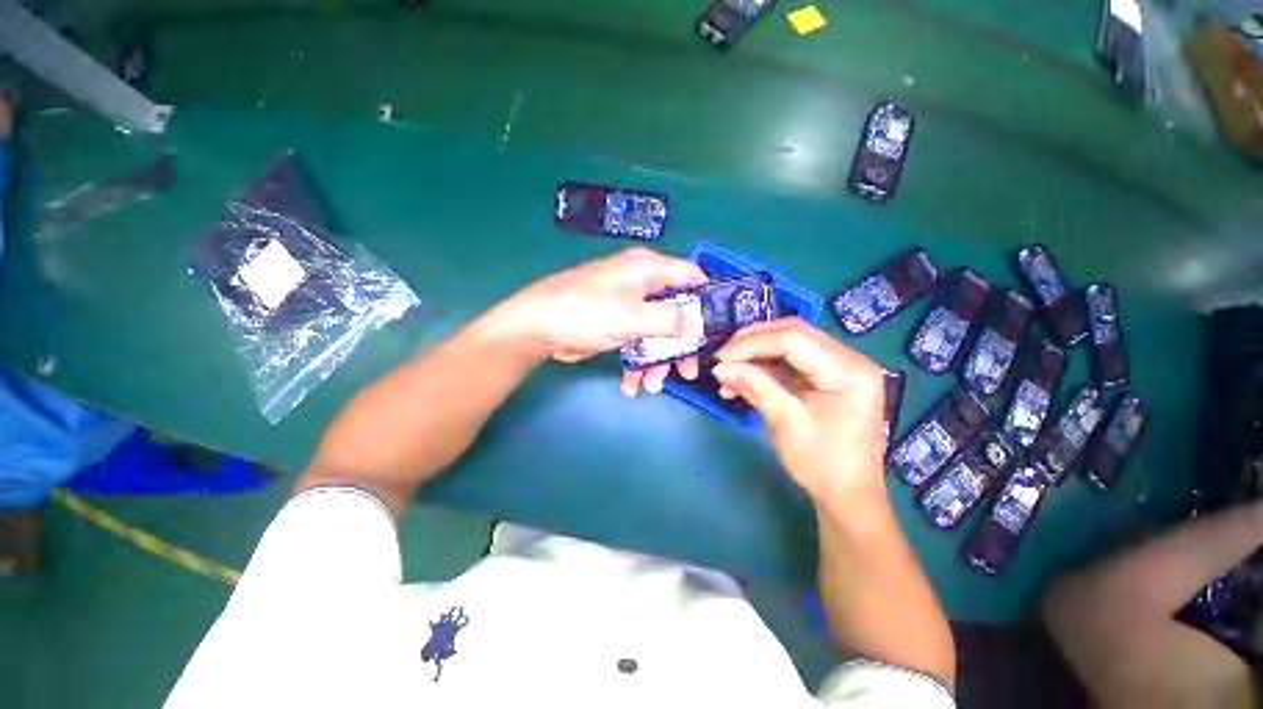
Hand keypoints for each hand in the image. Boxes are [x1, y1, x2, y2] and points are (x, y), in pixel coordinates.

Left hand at [498, 248, 707, 393]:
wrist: (537, 327)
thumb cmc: (587, 313)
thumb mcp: (633, 317)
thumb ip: (669, 320)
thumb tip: (693, 324)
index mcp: (647, 269)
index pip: (690, 276)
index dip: (705, 300)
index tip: (714, 329)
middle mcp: (640, 284)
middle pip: (675, 313)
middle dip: (680, 346)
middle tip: (687, 372)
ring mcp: (627, 306)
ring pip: (655, 333)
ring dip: (656, 362)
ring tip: (651, 387)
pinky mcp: (614, 325)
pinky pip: (635, 343)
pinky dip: (635, 364)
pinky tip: (631, 385)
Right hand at [711, 319, 886, 501]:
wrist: (848, 494)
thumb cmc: (822, 463)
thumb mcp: (785, 422)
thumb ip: (754, 386)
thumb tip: (719, 367)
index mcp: (848, 370)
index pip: (793, 340)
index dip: (751, 344)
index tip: (720, 358)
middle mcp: (849, 358)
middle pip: (793, 333)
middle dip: (752, 342)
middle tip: (722, 357)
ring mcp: (840, 365)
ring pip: (790, 342)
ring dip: (756, 353)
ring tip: (729, 371)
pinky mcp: (828, 375)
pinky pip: (792, 360)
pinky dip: (765, 366)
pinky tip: (743, 378)